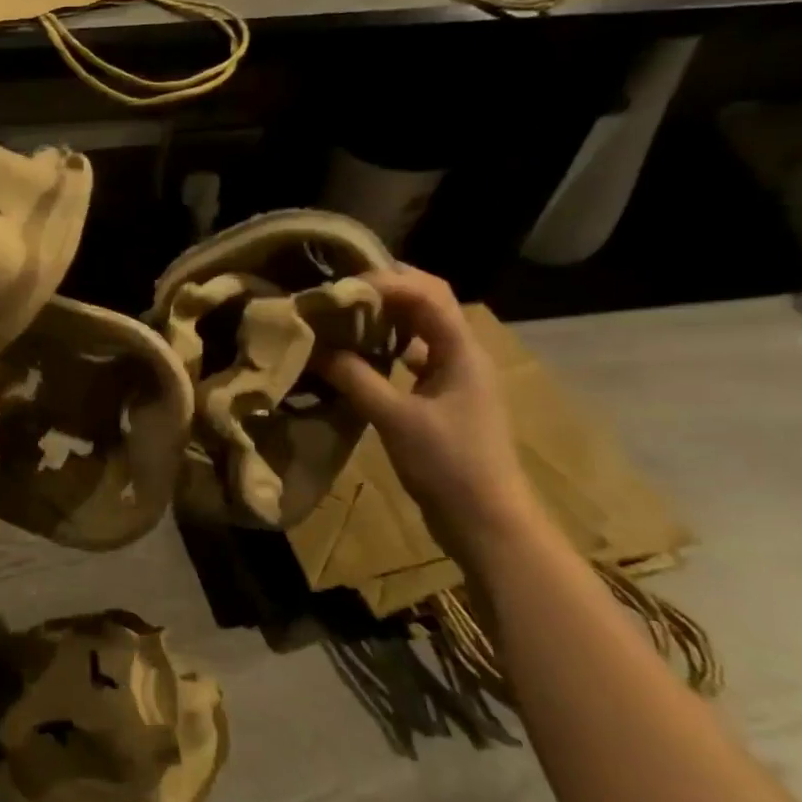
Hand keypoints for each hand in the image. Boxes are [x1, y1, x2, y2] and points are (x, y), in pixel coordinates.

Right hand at [312, 266, 543, 560]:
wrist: (485, 519)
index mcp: (461, 351)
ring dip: (384, 318)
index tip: (340, 288)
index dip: (385, 281)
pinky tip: (357, 356)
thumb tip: (315, 347)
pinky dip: (385, 349)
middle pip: (427, 303)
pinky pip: (413, 358)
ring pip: (419, 330)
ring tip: (342, 317)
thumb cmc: (448, 464)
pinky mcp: (443, 398)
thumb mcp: (395, 419)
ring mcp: (454, 376)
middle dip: (384, 291)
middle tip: (338, 292)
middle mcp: (462, 354)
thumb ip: (355, 378)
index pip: (427, 294)